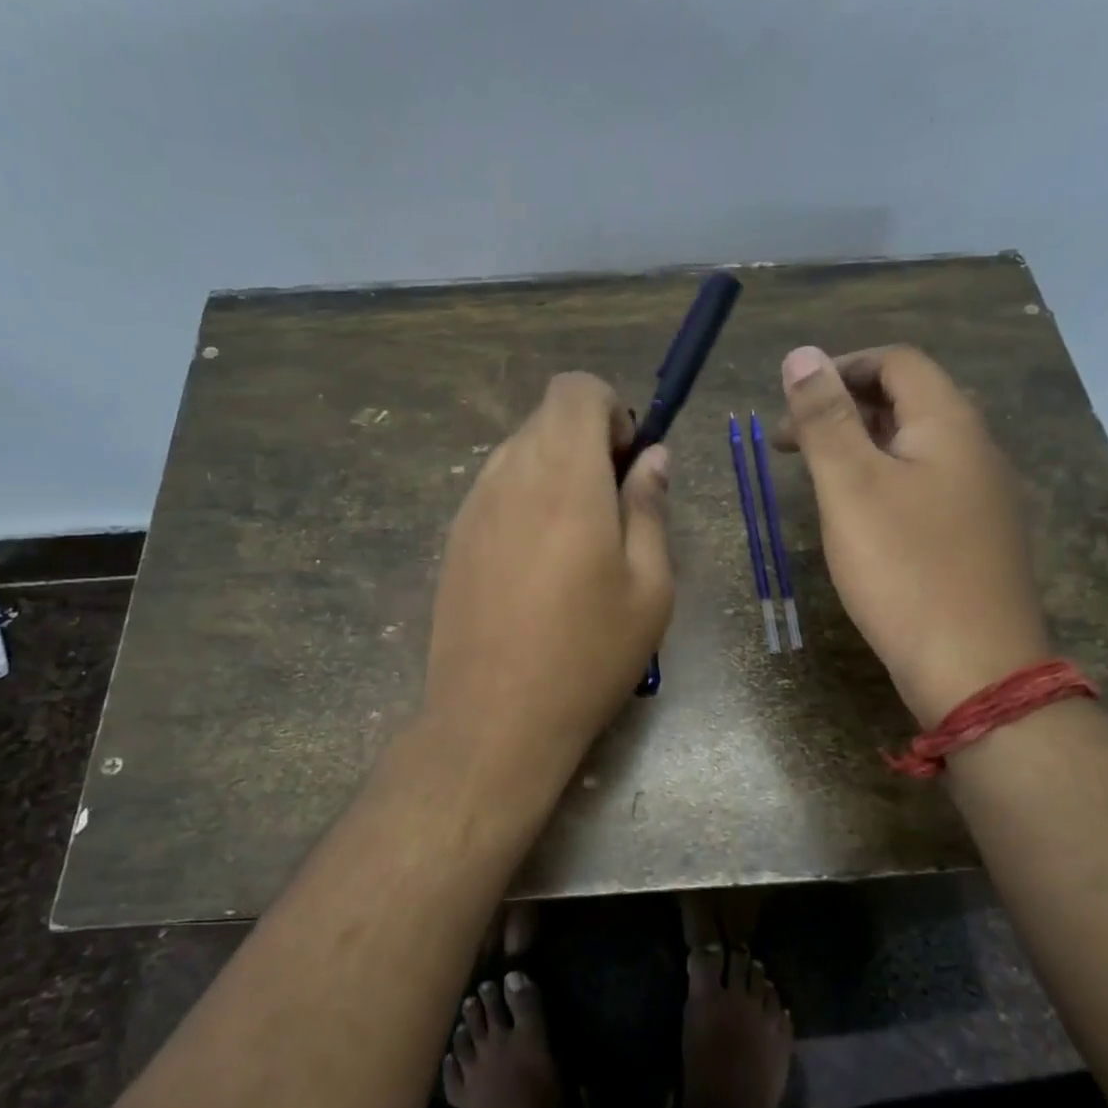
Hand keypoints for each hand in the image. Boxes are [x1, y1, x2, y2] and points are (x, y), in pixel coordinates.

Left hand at [423, 372, 674, 799]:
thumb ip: (650, 509)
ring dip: (555, 472)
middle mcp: (509, 475)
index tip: (628, 464)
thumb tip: (653, 459)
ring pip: (518, 453)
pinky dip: (525, 500)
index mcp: (564, 477)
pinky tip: (538, 566)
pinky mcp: (453, 540)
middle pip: (546, 418)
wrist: (494, 718)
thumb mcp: (649, 587)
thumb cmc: (587, 655)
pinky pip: (495, 490)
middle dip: (587, 441)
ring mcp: (472, 507)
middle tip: (613, 508)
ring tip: (577, 542)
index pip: (575, 389)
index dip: (611, 411)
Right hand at [775, 345, 1049, 726]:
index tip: (790, 404)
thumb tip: (801, 354)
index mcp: (949, 423)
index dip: (840, 369)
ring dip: (860, 446)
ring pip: (914, 446)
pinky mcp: (975, 535)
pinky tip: (857, 518)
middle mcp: (974, 448)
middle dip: (843, 408)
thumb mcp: (851, 486)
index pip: (896, 362)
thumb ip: (825, 418)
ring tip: (815, 478)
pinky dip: (882, 482)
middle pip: (908, 400)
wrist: (973, 666)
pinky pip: (924, 485)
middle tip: (788, 445)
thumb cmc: (904, 568)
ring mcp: (981, 495)